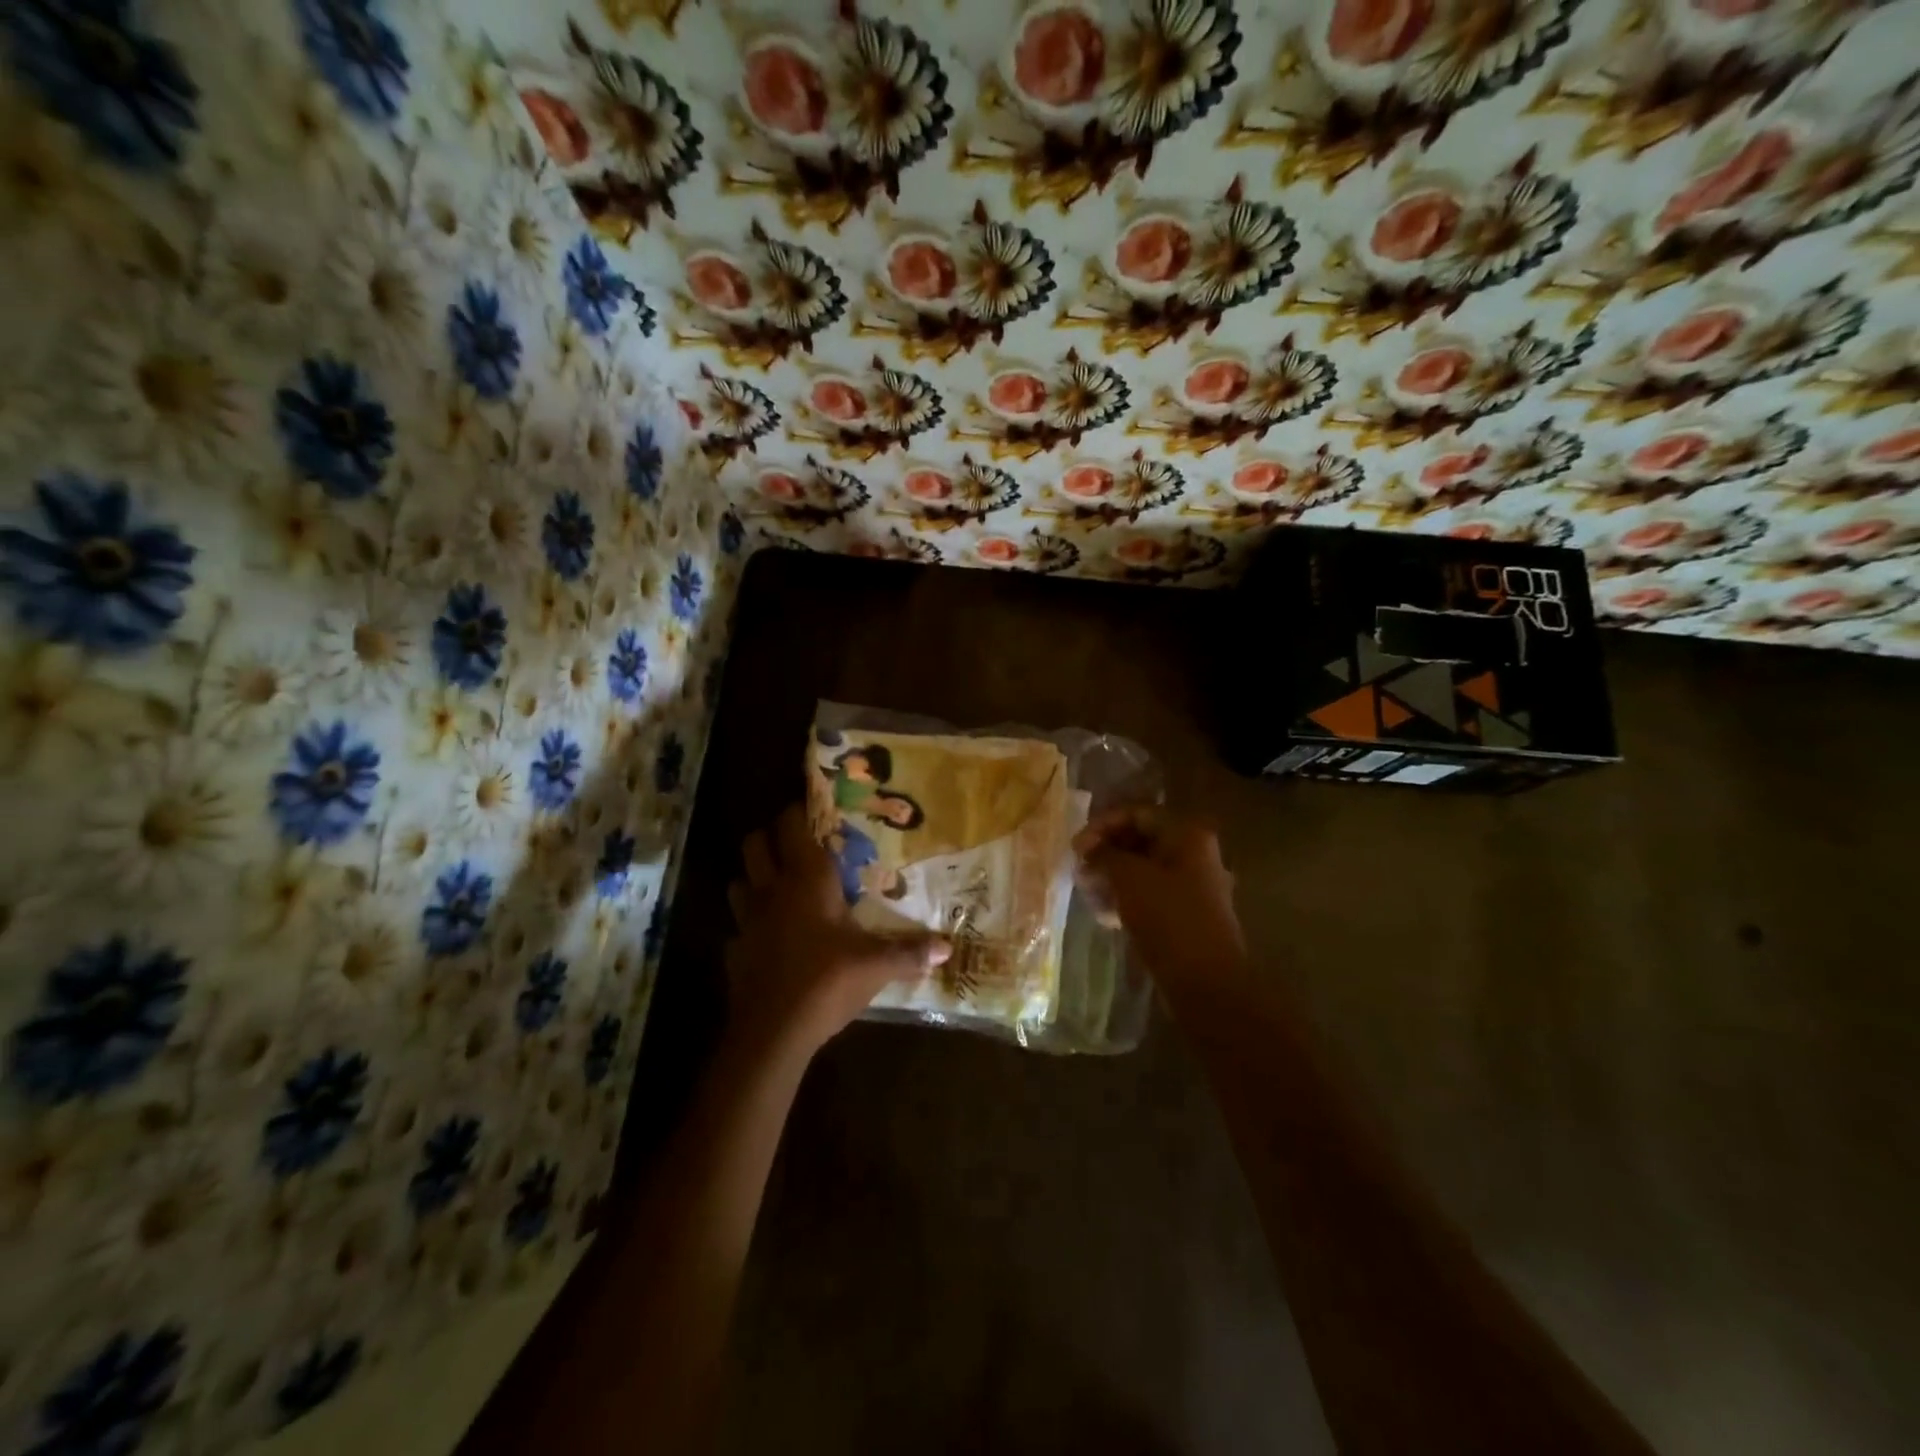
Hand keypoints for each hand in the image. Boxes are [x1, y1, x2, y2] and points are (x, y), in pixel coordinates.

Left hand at [726, 806, 949, 1056]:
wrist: (774, 1032)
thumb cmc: (828, 981)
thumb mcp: (877, 966)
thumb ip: (910, 952)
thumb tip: (947, 948)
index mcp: (807, 880)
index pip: (791, 825)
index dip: (798, 812)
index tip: (814, 810)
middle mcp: (772, 890)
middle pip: (754, 844)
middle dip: (769, 838)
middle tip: (795, 846)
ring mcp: (747, 920)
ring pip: (739, 881)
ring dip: (754, 878)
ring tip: (778, 888)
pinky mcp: (735, 950)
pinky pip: (738, 926)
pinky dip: (750, 926)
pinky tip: (768, 940)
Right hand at [1074, 808, 1245, 982]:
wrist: (1206, 982)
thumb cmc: (1168, 919)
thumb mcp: (1129, 878)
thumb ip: (1105, 855)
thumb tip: (1089, 850)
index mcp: (1186, 834)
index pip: (1136, 813)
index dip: (1101, 825)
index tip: (1075, 849)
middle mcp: (1193, 852)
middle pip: (1140, 838)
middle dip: (1106, 850)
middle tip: (1079, 868)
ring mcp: (1191, 884)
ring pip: (1142, 867)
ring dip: (1112, 874)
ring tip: (1087, 890)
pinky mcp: (1184, 912)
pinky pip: (1149, 892)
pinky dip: (1126, 896)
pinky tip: (1104, 913)